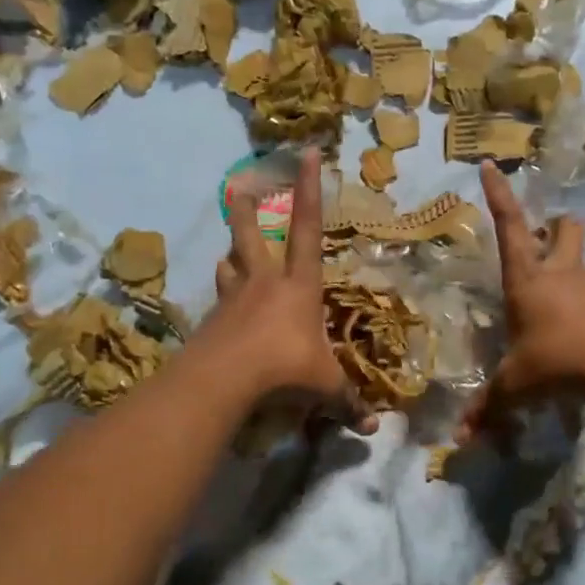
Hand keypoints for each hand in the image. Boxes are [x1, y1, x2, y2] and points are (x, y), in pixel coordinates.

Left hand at [203, 148, 375, 432]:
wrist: (226, 380)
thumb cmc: (285, 368)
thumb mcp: (324, 387)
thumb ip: (347, 403)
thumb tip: (373, 429)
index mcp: (299, 287)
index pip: (309, 231)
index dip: (310, 192)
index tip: (307, 155)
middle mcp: (265, 284)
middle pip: (254, 237)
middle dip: (248, 211)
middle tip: (238, 186)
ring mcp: (234, 301)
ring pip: (230, 267)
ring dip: (231, 257)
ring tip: (228, 255)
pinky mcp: (212, 323)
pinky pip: (219, 305)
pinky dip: (222, 303)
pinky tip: (219, 314)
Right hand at [458, 161, 584, 441]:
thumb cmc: (555, 361)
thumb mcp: (514, 385)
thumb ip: (487, 409)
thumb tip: (457, 442)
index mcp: (527, 278)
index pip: (509, 225)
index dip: (499, 195)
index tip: (491, 165)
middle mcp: (558, 271)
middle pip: (562, 228)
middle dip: (552, 226)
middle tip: (541, 239)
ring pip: (578, 257)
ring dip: (566, 262)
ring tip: (551, 291)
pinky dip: (580, 297)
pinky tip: (572, 323)